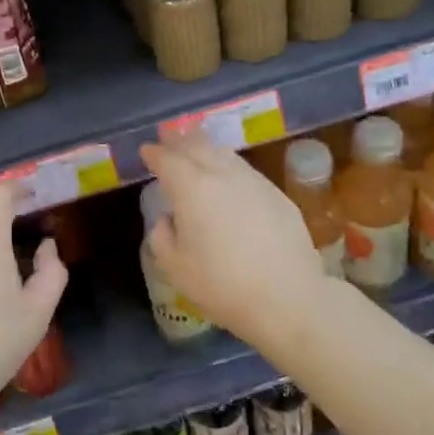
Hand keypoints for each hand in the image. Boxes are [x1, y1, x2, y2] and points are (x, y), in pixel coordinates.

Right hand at [139, 136, 329, 351]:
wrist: (287, 297)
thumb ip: (162, 235)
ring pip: (225, 155)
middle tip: (168, 137)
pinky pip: (246, 171)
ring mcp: (255, 182)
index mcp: (192, 187)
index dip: (154, 153)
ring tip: (196, 149)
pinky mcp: (278, 195)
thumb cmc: (221, 284)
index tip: (146, 150)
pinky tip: (228, 177)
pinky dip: (229, 166)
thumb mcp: (174, 266)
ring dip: (206, 148)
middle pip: (198, 147)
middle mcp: (223, 175)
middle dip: (180, 141)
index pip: (168, 159)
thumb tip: (169, 219)